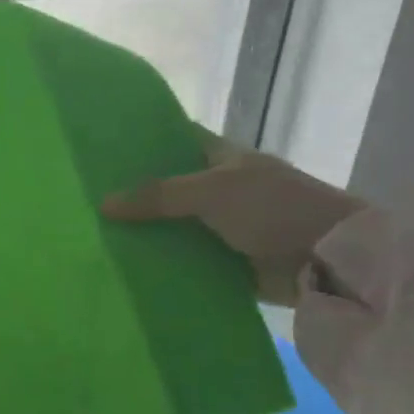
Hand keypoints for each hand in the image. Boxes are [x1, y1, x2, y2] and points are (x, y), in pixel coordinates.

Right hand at [100, 131, 362, 307]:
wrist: (327, 260)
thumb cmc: (274, 208)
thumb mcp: (213, 192)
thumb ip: (159, 196)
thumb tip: (103, 204)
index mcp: (222, 159)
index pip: (175, 141)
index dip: (141, 143)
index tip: (101, 152)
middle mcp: (220, 190)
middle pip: (168, 190)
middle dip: (134, 197)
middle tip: (86, 203)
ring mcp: (223, 229)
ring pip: (174, 229)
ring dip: (146, 236)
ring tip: (96, 240)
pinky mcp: (227, 264)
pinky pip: (187, 263)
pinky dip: (164, 268)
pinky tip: (128, 272)